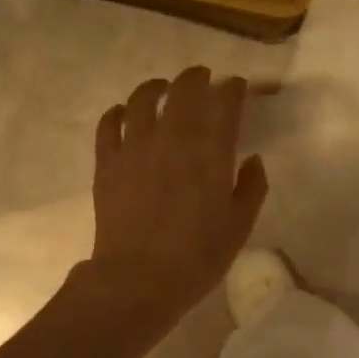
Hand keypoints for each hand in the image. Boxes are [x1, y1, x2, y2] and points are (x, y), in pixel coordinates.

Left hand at [86, 66, 267, 328]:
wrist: (138, 279)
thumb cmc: (197, 257)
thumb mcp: (239, 226)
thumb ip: (252, 186)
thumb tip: (251, 159)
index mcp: (210, 149)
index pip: (225, 101)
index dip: (234, 89)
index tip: (238, 88)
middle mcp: (171, 136)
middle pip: (183, 89)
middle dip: (197, 78)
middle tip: (204, 79)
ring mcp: (134, 146)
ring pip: (141, 98)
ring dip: (156, 87)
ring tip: (162, 90)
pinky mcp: (107, 162)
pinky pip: (109, 124)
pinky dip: (118, 112)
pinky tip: (123, 114)